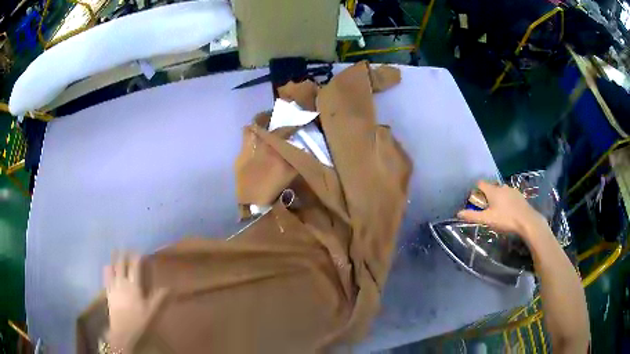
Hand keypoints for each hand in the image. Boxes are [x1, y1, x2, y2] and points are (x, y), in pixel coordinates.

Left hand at [104, 253, 166, 349]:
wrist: (123, 333)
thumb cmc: (140, 322)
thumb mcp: (153, 312)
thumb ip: (161, 298)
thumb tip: (172, 287)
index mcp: (134, 286)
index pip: (135, 267)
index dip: (137, 257)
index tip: (140, 250)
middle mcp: (122, 283)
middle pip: (122, 265)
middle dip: (124, 255)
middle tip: (125, 246)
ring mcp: (113, 288)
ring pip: (112, 269)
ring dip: (114, 259)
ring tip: (114, 251)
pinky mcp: (109, 294)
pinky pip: (106, 278)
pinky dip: (107, 271)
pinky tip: (106, 267)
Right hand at [457, 180, 547, 239]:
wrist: (527, 221)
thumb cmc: (505, 219)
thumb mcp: (487, 219)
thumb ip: (472, 216)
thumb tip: (458, 213)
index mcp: (492, 190)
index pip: (480, 183)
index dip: (476, 191)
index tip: (475, 202)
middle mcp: (501, 186)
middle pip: (490, 188)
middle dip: (487, 196)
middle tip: (486, 210)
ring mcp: (512, 190)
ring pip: (501, 191)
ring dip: (497, 198)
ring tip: (498, 212)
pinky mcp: (519, 195)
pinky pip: (509, 195)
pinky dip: (506, 201)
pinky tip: (508, 212)